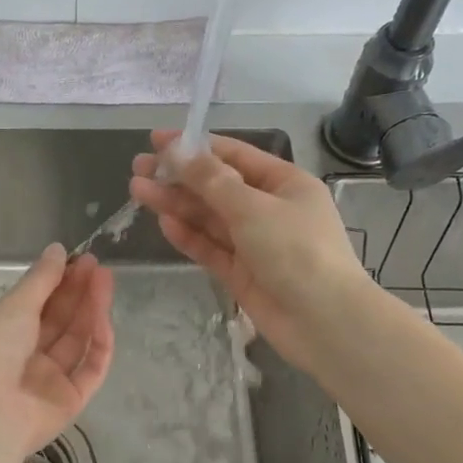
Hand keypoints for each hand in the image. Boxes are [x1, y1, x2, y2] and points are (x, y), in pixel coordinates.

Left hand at [0, 244, 115, 462]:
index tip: (79, 259)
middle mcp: (28, 357)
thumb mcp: (15, 307)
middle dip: (79, 292)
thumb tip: (58, 249)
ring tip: (105, 281)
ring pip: (77, 341)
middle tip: (97, 266)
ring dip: (92, 310)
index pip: (38, 305)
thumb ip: (41, 279)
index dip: (59, 282)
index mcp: (5, 336)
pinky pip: (90, 369)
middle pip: (61, 321)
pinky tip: (103, 318)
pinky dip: (99, 344)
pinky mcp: (71, 400)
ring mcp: (51, 380)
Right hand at [129, 131, 367, 369]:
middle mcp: (269, 209)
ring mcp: (254, 243)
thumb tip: (179, 152)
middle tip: (138, 168)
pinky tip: (164, 222)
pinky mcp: (241, 273)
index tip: (157, 140)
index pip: (234, 155)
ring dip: (176, 204)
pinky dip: (189, 235)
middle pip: (216, 186)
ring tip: (137, 191)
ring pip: (209, 217)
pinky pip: (210, 248)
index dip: (195, 146)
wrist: (324, 321)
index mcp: (284, 183)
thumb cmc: (296, 251)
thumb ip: (212, 180)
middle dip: (179, 177)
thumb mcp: (252, 207)